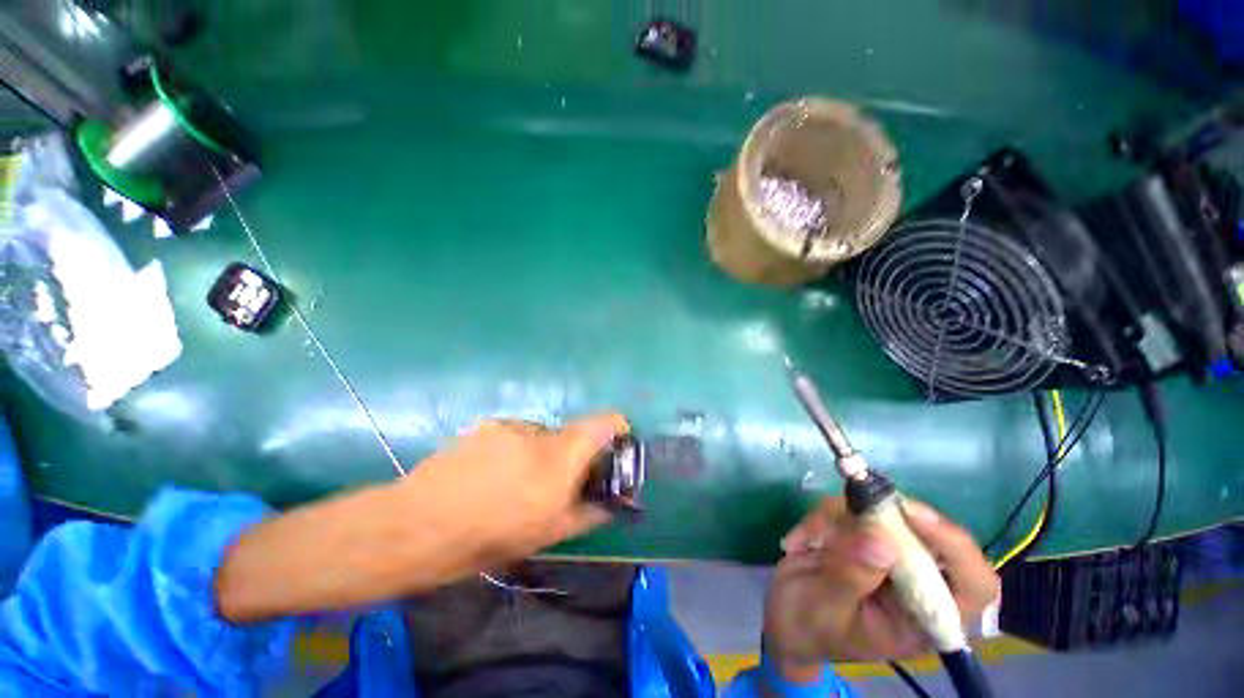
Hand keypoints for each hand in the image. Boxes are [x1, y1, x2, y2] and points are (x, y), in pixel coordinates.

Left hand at [401, 414, 626, 566]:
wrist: (421, 524)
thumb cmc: (492, 534)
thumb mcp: (549, 534)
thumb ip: (588, 513)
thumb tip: (612, 505)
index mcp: (562, 455)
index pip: (606, 422)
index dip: (617, 428)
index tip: (614, 447)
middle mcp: (541, 431)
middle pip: (571, 433)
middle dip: (570, 455)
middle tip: (553, 485)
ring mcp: (511, 425)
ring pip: (541, 435)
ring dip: (539, 454)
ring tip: (513, 484)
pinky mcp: (487, 425)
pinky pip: (514, 434)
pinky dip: (514, 450)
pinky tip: (489, 475)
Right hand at [763, 497, 998, 667]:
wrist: (784, 621)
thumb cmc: (808, 629)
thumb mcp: (826, 610)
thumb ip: (852, 578)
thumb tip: (882, 543)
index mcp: (925, 618)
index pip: (974, 585)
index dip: (955, 546)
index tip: (912, 515)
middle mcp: (917, 583)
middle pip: (928, 533)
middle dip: (881, 518)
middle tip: (842, 510)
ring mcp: (889, 555)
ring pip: (881, 513)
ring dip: (834, 519)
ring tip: (804, 544)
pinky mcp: (862, 535)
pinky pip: (849, 508)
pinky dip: (820, 517)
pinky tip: (801, 541)